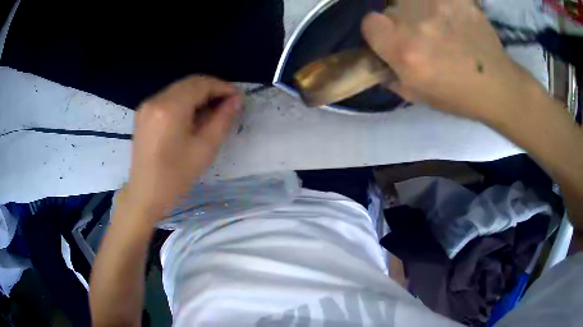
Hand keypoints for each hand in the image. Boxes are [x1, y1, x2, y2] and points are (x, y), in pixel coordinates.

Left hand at [123, 75, 241, 220]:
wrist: (145, 194)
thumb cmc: (176, 176)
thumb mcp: (205, 148)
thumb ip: (222, 119)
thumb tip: (236, 100)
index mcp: (170, 108)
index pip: (201, 84)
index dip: (222, 87)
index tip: (237, 97)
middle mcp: (156, 100)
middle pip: (189, 83)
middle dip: (211, 89)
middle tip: (227, 103)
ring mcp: (146, 106)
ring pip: (179, 89)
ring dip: (198, 94)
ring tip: (212, 110)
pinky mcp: (143, 113)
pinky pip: (168, 98)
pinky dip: (184, 100)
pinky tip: (192, 115)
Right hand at [362, 0, 540, 121]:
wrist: (499, 86)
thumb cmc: (460, 97)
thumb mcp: (419, 95)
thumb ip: (392, 73)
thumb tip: (378, 58)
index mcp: (405, 51)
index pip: (369, 22)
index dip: (378, 31)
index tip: (391, 38)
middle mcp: (418, 24)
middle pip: (391, 8)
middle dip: (401, 20)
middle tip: (422, 34)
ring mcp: (440, 6)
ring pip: (411, 0)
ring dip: (419, 9)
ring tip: (440, 24)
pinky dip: (441, 6)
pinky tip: (453, 17)